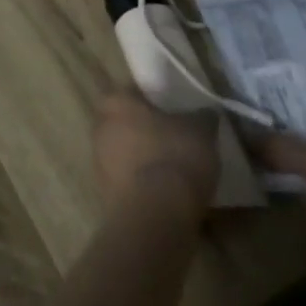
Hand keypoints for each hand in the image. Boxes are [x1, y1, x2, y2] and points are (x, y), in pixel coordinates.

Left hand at [94, 91, 218, 220]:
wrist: (155, 215)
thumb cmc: (174, 157)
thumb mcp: (200, 131)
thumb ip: (202, 117)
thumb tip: (206, 112)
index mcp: (116, 101)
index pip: (133, 90)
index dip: (154, 97)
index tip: (175, 108)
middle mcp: (100, 125)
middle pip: (126, 121)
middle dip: (147, 128)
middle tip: (176, 136)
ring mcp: (98, 160)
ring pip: (125, 151)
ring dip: (145, 156)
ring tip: (176, 167)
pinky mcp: (105, 192)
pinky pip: (128, 178)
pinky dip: (144, 182)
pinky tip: (167, 191)